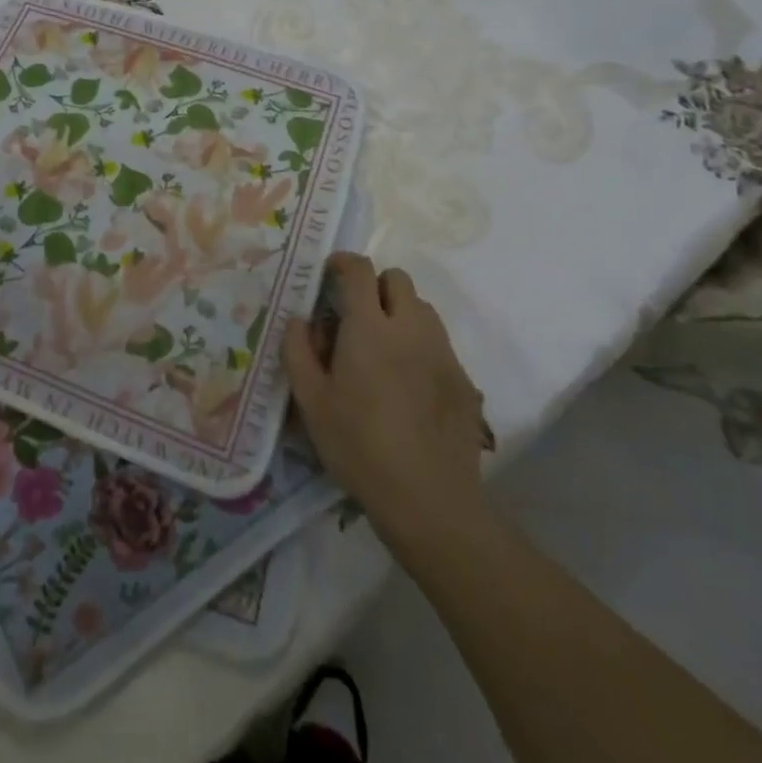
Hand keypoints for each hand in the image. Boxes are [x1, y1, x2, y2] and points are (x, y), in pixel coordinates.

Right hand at [284, 253, 490, 554]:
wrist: (429, 500)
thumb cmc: (359, 446)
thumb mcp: (311, 402)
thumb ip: (298, 351)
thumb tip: (299, 320)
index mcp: (369, 328)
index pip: (360, 270)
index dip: (342, 263)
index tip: (329, 275)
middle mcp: (410, 328)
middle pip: (397, 279)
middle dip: (374, 286)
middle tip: (355, 317)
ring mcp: (442, 352)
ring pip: (422, 308)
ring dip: (399, 312)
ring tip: (382, 348)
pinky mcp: (463, 379)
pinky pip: (439, 341)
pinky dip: (419, 344)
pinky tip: (407, 382)